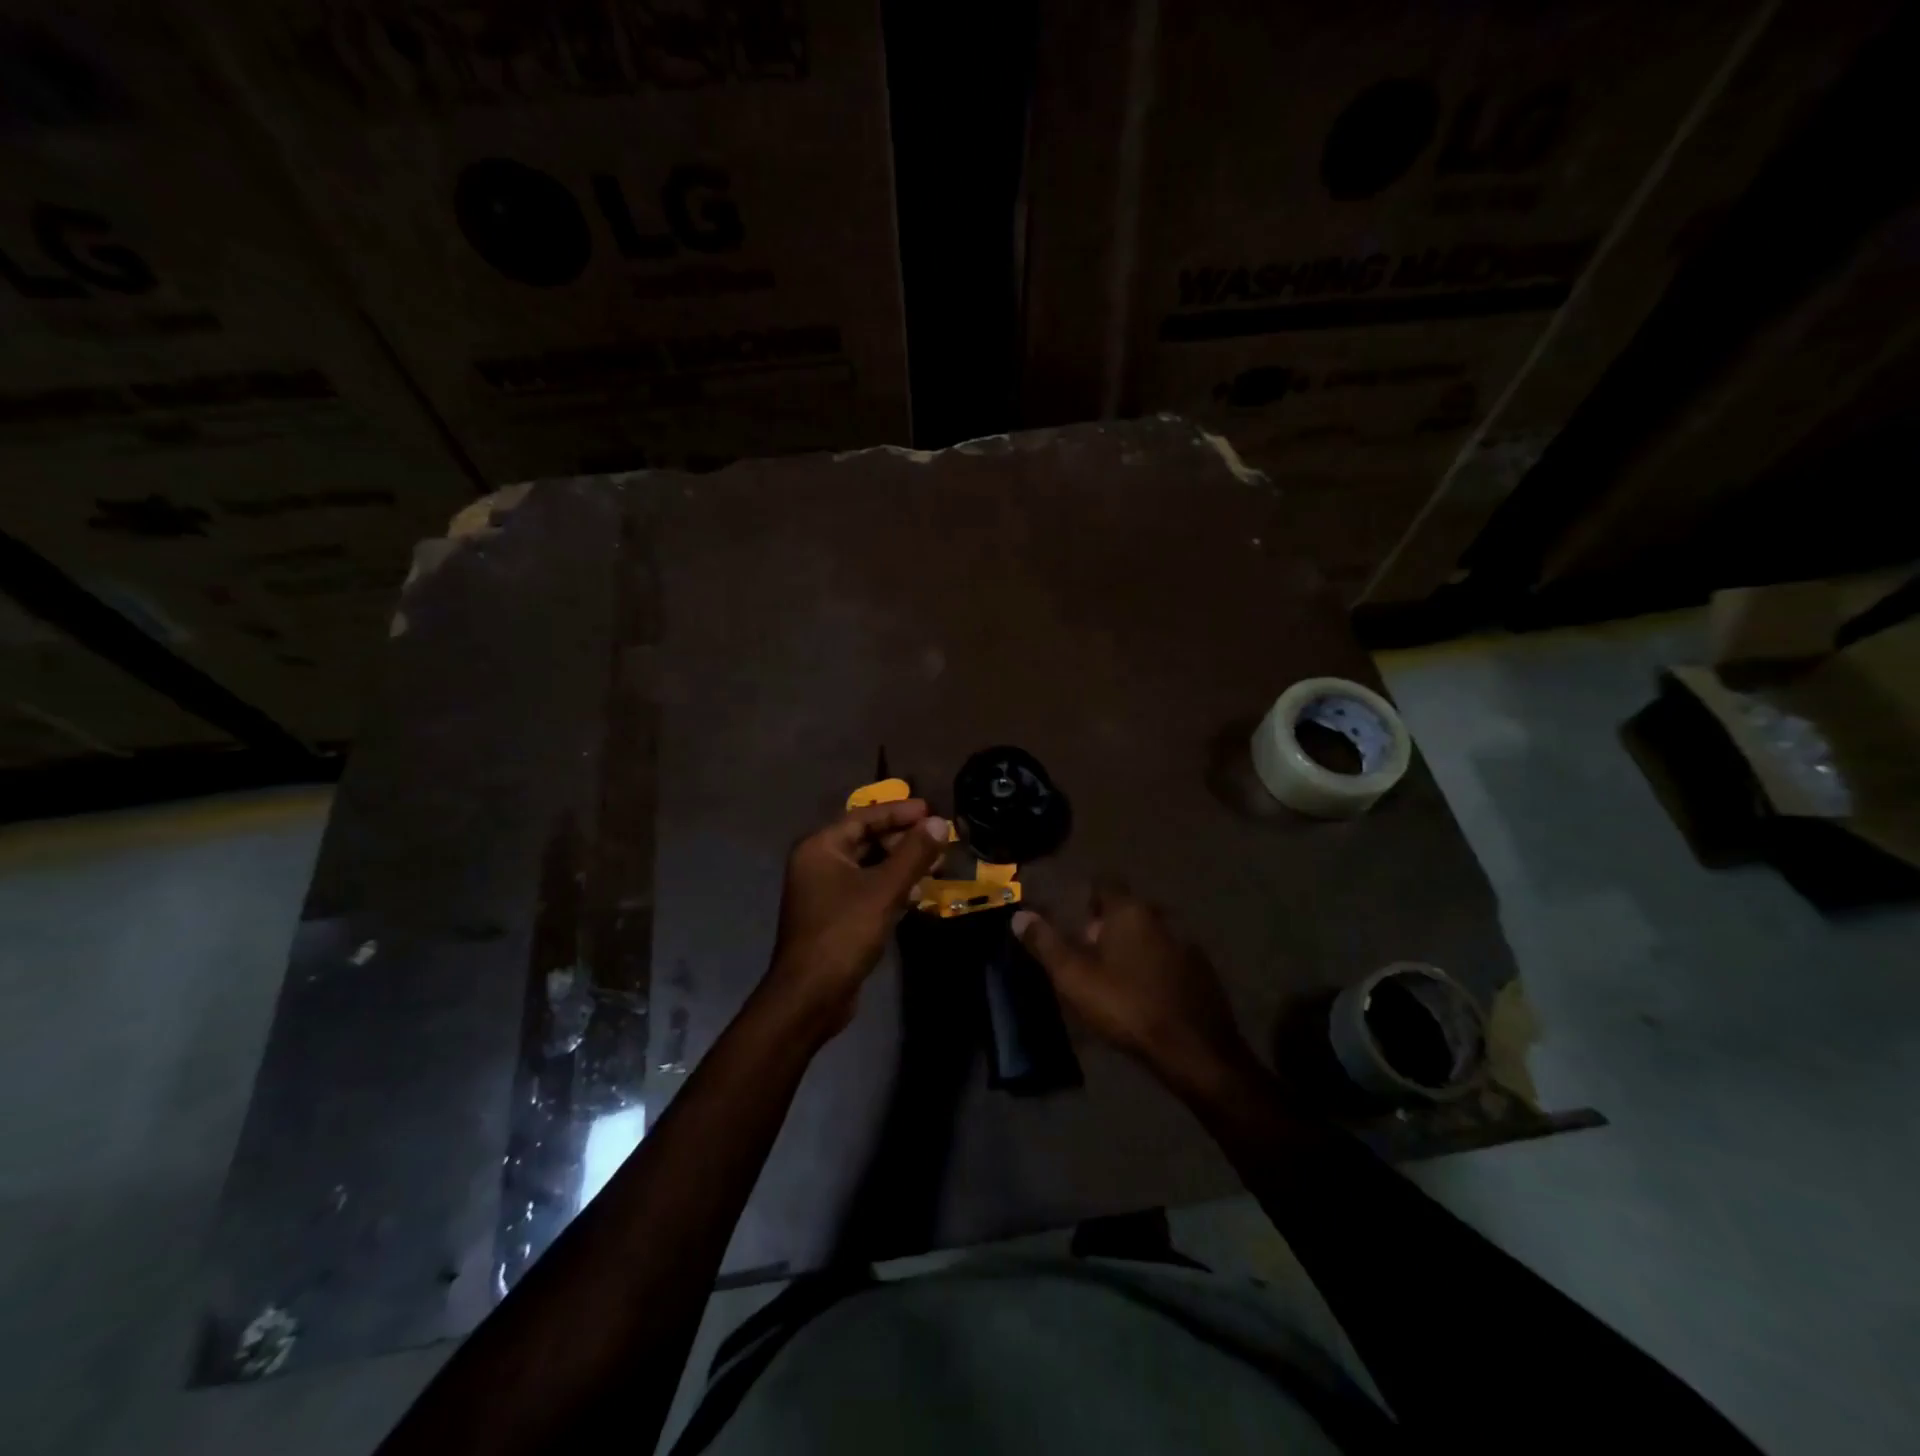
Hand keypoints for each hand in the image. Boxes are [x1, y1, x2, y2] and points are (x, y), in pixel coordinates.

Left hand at [762, 800, 948, 1038]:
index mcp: (821, 848)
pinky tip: (917, 895)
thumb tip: (938, 823)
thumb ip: (913, 854)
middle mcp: (818, 863)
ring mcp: (824, 891)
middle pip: (866, 839)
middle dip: (904, 840)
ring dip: (901, 865)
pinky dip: (891, 887)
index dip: (899, 812)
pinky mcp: (835, 916)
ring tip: (937, 866)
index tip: (931, 810)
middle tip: (939, 842)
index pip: (864, 816)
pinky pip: (867, 889)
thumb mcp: (884, 890)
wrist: (810, 996)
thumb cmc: (843, 934)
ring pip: (869, 866)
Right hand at [1013, 882, 1256, 1098]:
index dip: (1084, 897)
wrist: (1194, 1049)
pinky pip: (1168, 959)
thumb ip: (1045, 943)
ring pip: (1149, 935)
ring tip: (1113, 975)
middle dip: (1106, 926)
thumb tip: (1019, 915)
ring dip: (1131, 947)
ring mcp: (1186, 944)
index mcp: (1129, 910)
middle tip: (1085, 952)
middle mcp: (1161, 917)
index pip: (1103, 884)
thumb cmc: (1126, 1004)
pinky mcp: (1202, 972)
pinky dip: (1153, 968)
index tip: (1069, 918)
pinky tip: (1144, 993)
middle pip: (1126, 910)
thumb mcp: (1074, 976)